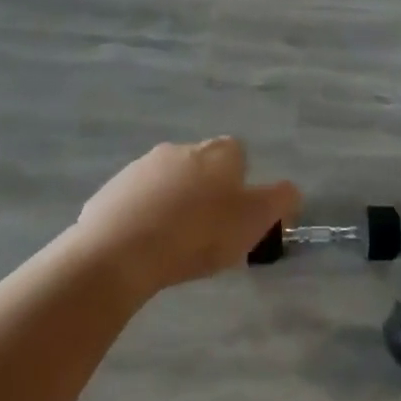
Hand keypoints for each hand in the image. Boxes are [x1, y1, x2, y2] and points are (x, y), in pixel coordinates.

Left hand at [76, 138, 299, 296]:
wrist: (119, 251)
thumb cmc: (199, 233)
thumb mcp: (256, 220)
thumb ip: (281, 200)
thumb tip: (289, 191)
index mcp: (218, 152)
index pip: (239, 155)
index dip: (243, 185)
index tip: (240, 218)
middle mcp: (180, 149)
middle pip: (202, 168)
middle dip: (207, 193)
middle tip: (209, 235)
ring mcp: (141, 167)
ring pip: (168, 183)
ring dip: (174, 205)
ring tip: (173, 246)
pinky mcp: (111, 190)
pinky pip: (136, 202)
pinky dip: (143, 219)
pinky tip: (143, 249)